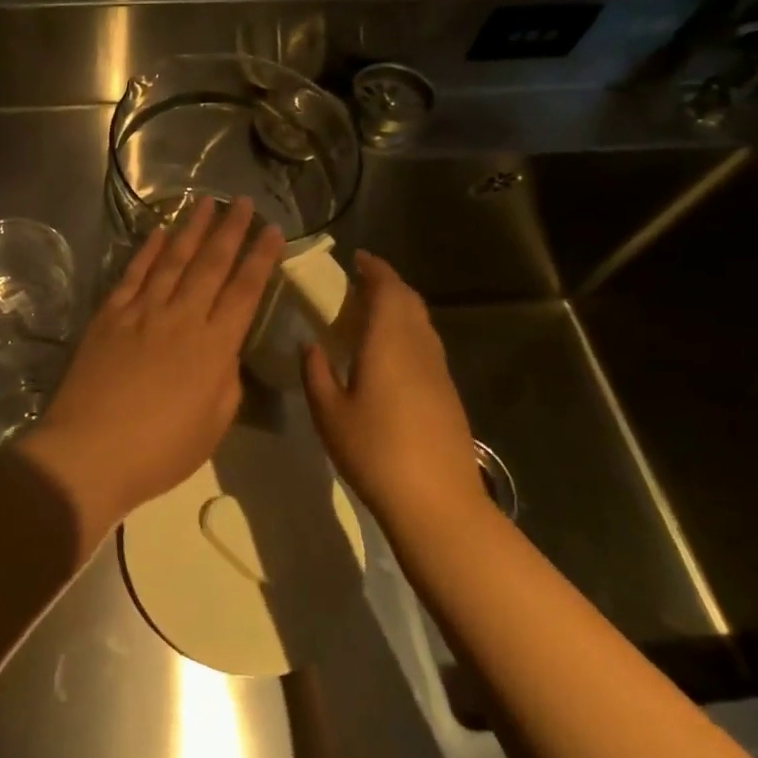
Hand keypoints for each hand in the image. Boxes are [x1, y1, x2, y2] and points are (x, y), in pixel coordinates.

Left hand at [20, 197, 283, 535]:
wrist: (90, 451)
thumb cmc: (159, 451)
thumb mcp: (213, 425)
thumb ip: (226, 380)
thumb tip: (224, 350)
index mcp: (214, 347)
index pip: (245, 291)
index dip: (261, 258)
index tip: (274, 230)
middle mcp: (181, 317)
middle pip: (211, 264)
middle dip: (231, 230)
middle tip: (243, 201)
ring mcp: (141, 312)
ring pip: (173, 260)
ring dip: (192, 229)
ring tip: (206, 202)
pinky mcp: (109, 316)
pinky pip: (133, 274)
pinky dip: (149, 250)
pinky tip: (160, 233)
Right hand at [301, 251, 481, 525]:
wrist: (436, 500)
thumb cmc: (374, 451)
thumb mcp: (328, 412)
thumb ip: (315, 372)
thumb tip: (310, 345)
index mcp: (389, 343)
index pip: (387, 290)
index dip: (374, 269)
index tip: (357, 258)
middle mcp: (419, 347)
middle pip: (409, 301)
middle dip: (387, 284)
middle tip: (359, 282)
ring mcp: (438, 371)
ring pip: (421, 323)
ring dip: (399, 307)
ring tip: (370, 312)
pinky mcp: (447, 392)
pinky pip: (426, 345)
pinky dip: (407, 332)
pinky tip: (388, 352)